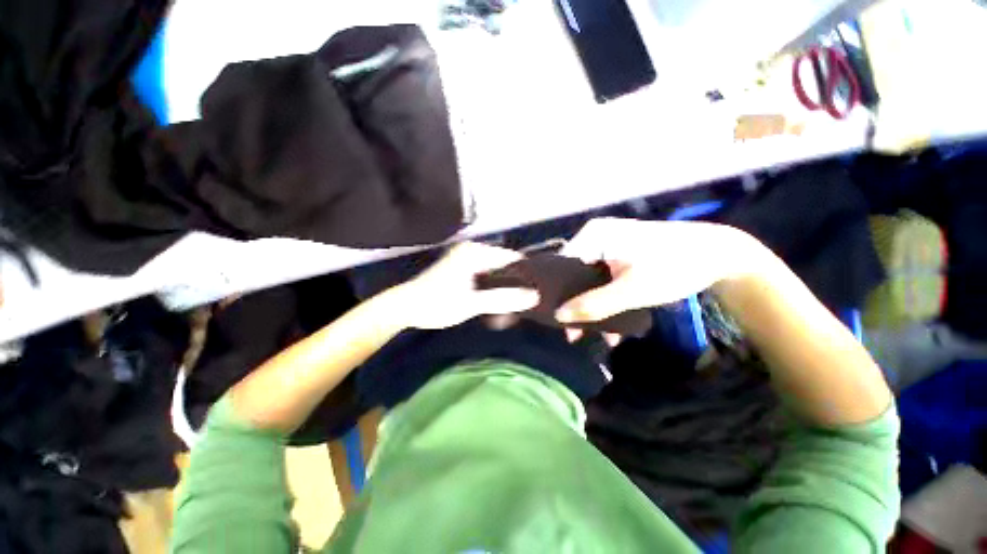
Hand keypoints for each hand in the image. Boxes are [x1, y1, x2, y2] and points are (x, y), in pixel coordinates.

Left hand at [393, 242, 540, 329]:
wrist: (405, 307)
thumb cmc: (437, 302)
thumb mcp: (472, 303)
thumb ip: (502, 299)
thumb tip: (534, 297)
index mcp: (475, 252)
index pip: (510, 258)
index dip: (525, 273)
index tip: (537, 289)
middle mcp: (471, 250)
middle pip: (503, 263)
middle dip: (515, 280)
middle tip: (527, 298)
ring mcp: (465, 258)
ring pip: (494, 269)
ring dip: (504, 284)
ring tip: (516, 300)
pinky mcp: (460, 268)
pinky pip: (485, 274)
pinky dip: (492, 285)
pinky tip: (498, 298)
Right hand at [555, 218, 764, 323]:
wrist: (719, 255)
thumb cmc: (673, 267)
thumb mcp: (631, 290)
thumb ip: (593, 305)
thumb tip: (558, 317)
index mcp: (593, 236)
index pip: (559, 266)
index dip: (555, 294)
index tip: (557, 320)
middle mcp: (595, 237)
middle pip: (573, 274)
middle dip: (576, 306)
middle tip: (576, 334)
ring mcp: (608, 245)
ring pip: (589, 280)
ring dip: (594, 308)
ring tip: (599, 336)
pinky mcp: (620, 255)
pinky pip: (603, 279)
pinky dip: (607, 300)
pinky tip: (616, 325)